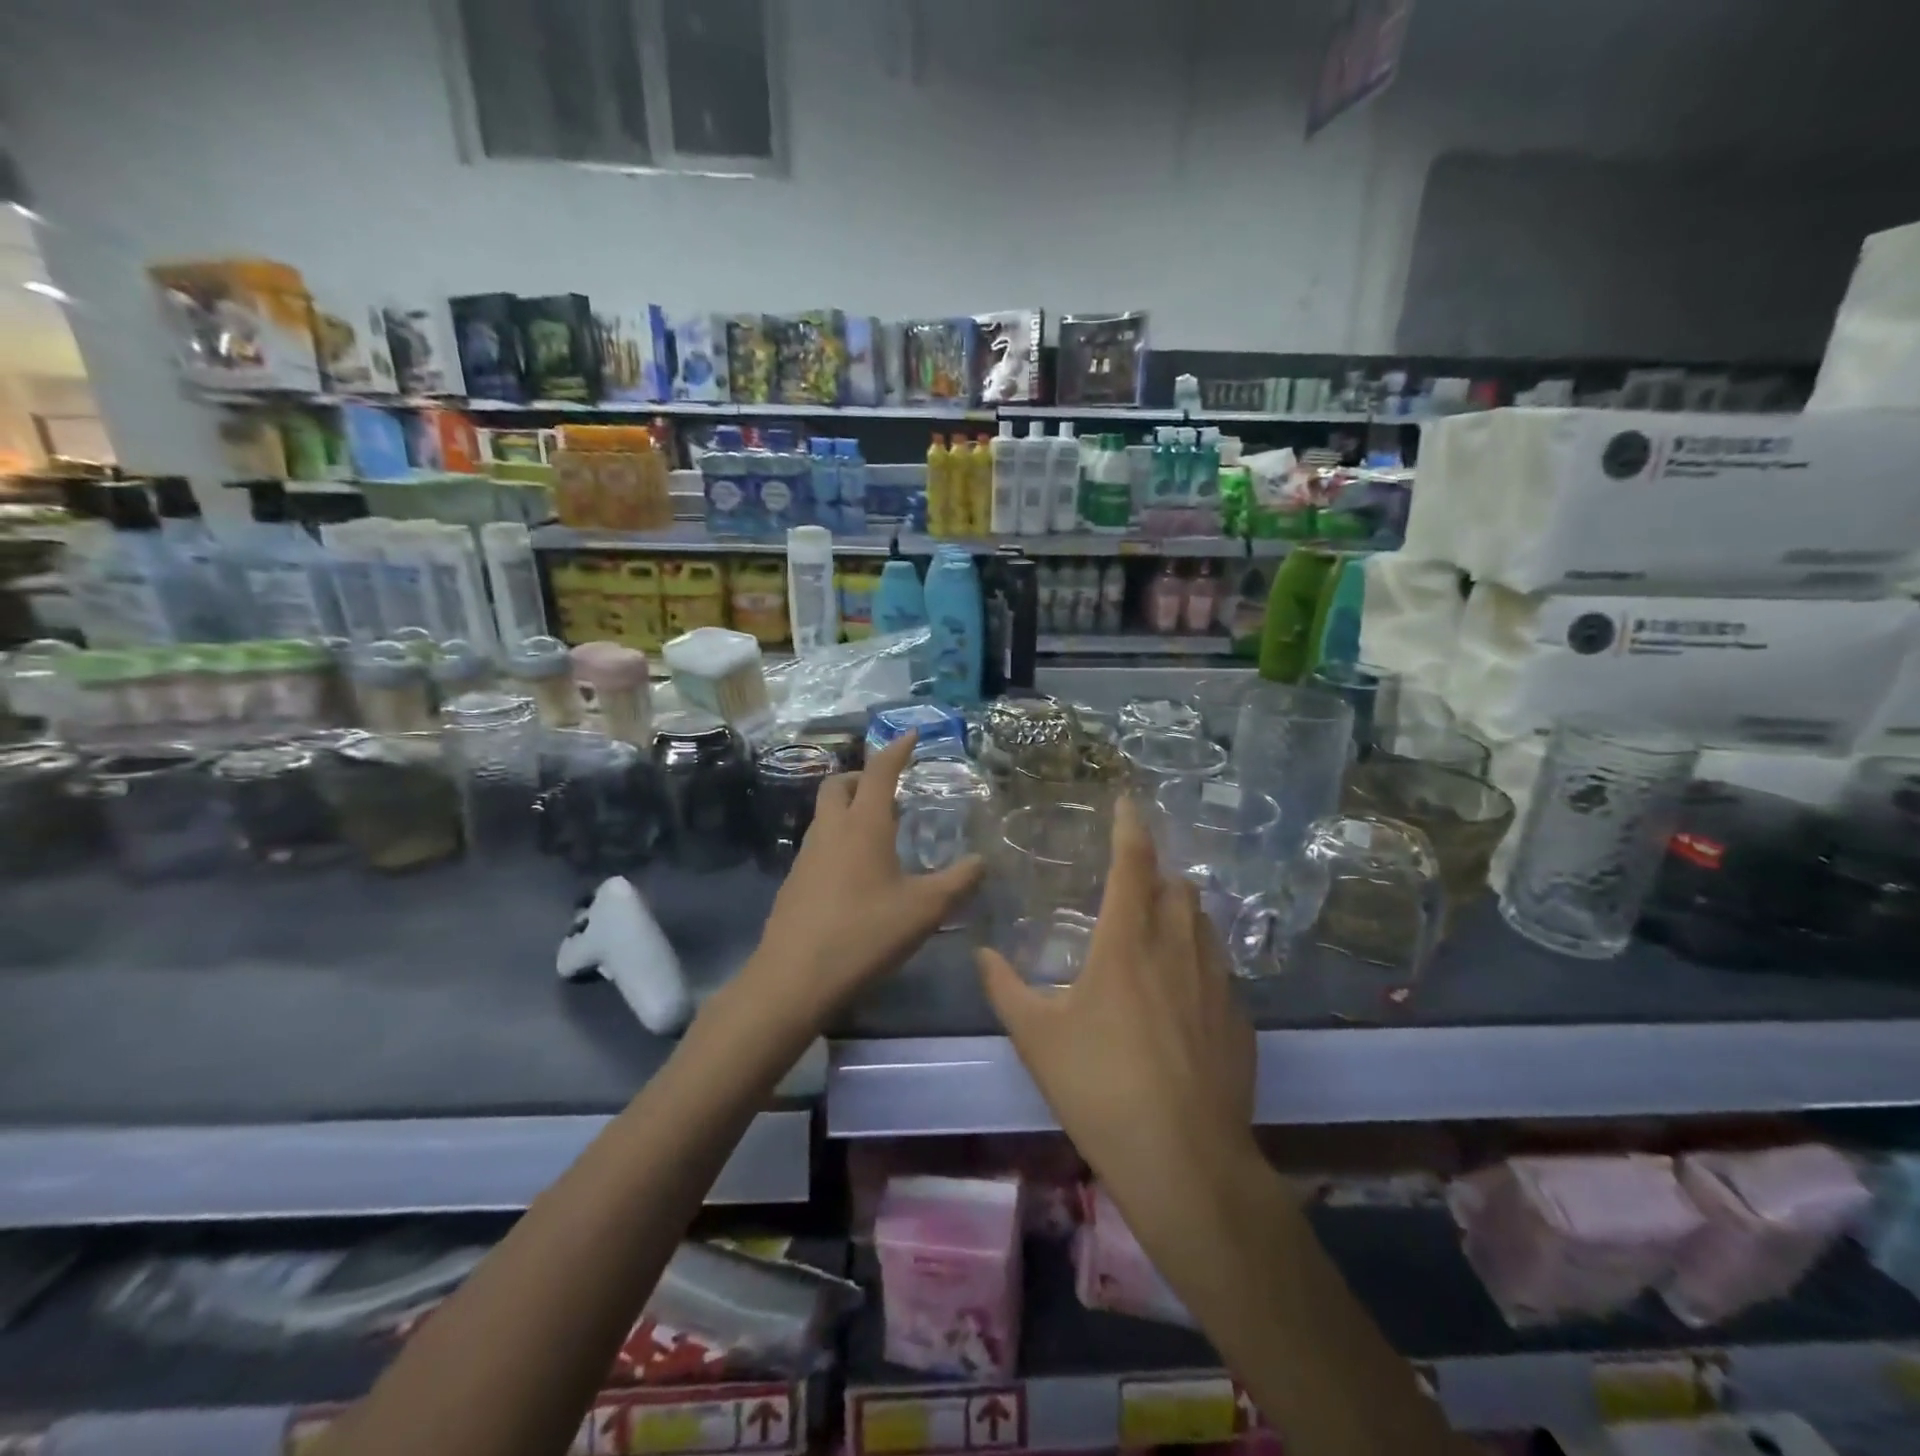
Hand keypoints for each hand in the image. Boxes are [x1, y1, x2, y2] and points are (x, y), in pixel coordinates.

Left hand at [746, 731, 982, 1027]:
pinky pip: (818, 844)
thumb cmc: (865, 933)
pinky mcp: (794, 882)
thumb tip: (982, 861)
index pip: (879, 772)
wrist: (793, 978)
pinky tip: (855, 874)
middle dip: (862, 778)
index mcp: (863, 825)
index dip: (896, 749)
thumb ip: (958, 882)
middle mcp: (831, 831)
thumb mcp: (924, 910)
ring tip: (878, 833)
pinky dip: (838, 840)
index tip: (910, 734)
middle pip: (839, 785)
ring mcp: (806, 856)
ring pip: (825, 815)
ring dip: (848, 809)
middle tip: (888, 791)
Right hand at [977, 796, 1259, 1216]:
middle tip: (1132, 885)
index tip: (1127, 800)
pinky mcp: (1240, 1018)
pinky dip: (1199, 959)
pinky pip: (1219, 967)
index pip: (1133, 862)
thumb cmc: (1100, 1087)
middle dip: (1156, 873)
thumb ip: (1005, 988)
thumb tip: (983, 955)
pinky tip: (1182, 996)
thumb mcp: (1037, 1038)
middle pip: (1177, 885)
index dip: (1129, 825)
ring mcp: (1217, 981)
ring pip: (1203, 922)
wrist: (1184, 1159)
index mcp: (1128, 941)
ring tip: (1156, 932)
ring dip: (1180, 912)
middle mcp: (1178, 947)